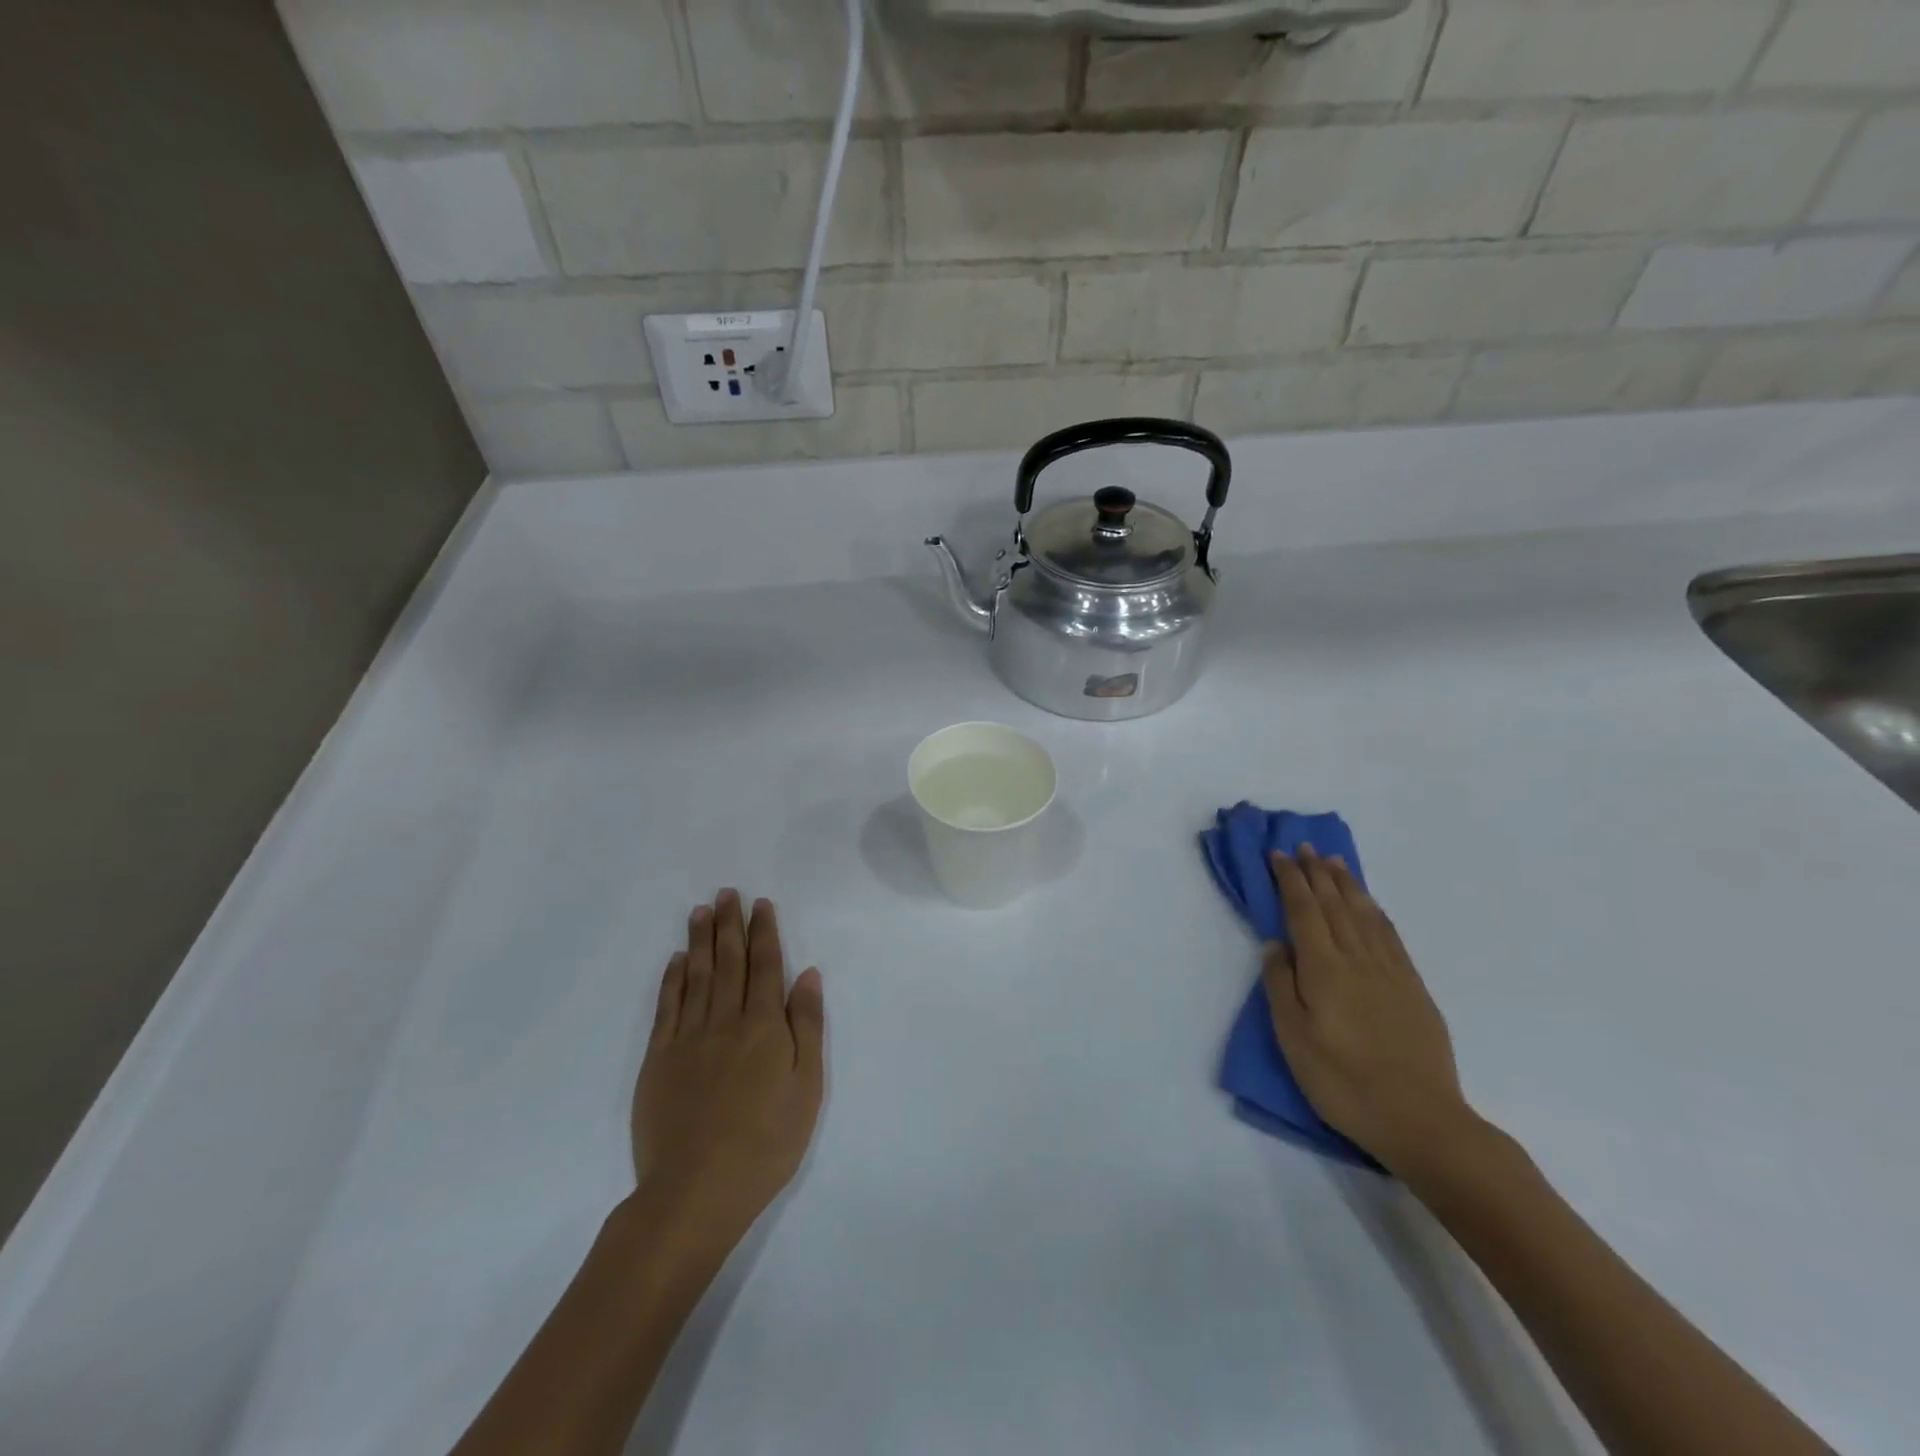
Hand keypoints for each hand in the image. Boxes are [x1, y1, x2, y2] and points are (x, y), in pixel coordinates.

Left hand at [631, 890, 824, 1244]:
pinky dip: (672, 979)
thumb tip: (807, 974)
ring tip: (701, 911)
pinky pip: (666, 1007)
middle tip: (727, 892)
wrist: (696, 1191)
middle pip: (728, 962)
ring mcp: (687, 1039)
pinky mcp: (658, 1060)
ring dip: (699, 941)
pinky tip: (676, 960)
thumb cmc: (766, 1142)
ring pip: (696, 976)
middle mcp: (725, 1021)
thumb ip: (806, 1026)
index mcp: (764, 1026)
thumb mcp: (807, 1087)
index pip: (765, 966)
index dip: (764, 932)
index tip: (761, 904)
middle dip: (729, 924)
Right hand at [1263, 846, 1475, 1172]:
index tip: (1278, 855)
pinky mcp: (1413, 988)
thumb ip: (1281, 986)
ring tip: (1335, 862)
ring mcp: (1390, 972)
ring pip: (1364, 914)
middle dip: (1317, 873)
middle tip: (1305, 848)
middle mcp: (1358, 959)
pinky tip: (1370, 905)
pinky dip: (1375, 911)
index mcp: (1324, 969)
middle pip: (1335, 905)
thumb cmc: (1344, 1082)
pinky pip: (1390, 935)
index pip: (1303, 911)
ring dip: (1347, 884)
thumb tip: (1275, 944)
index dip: (1289, 880)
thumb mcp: (1294, 1039)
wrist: (1421, 1120)